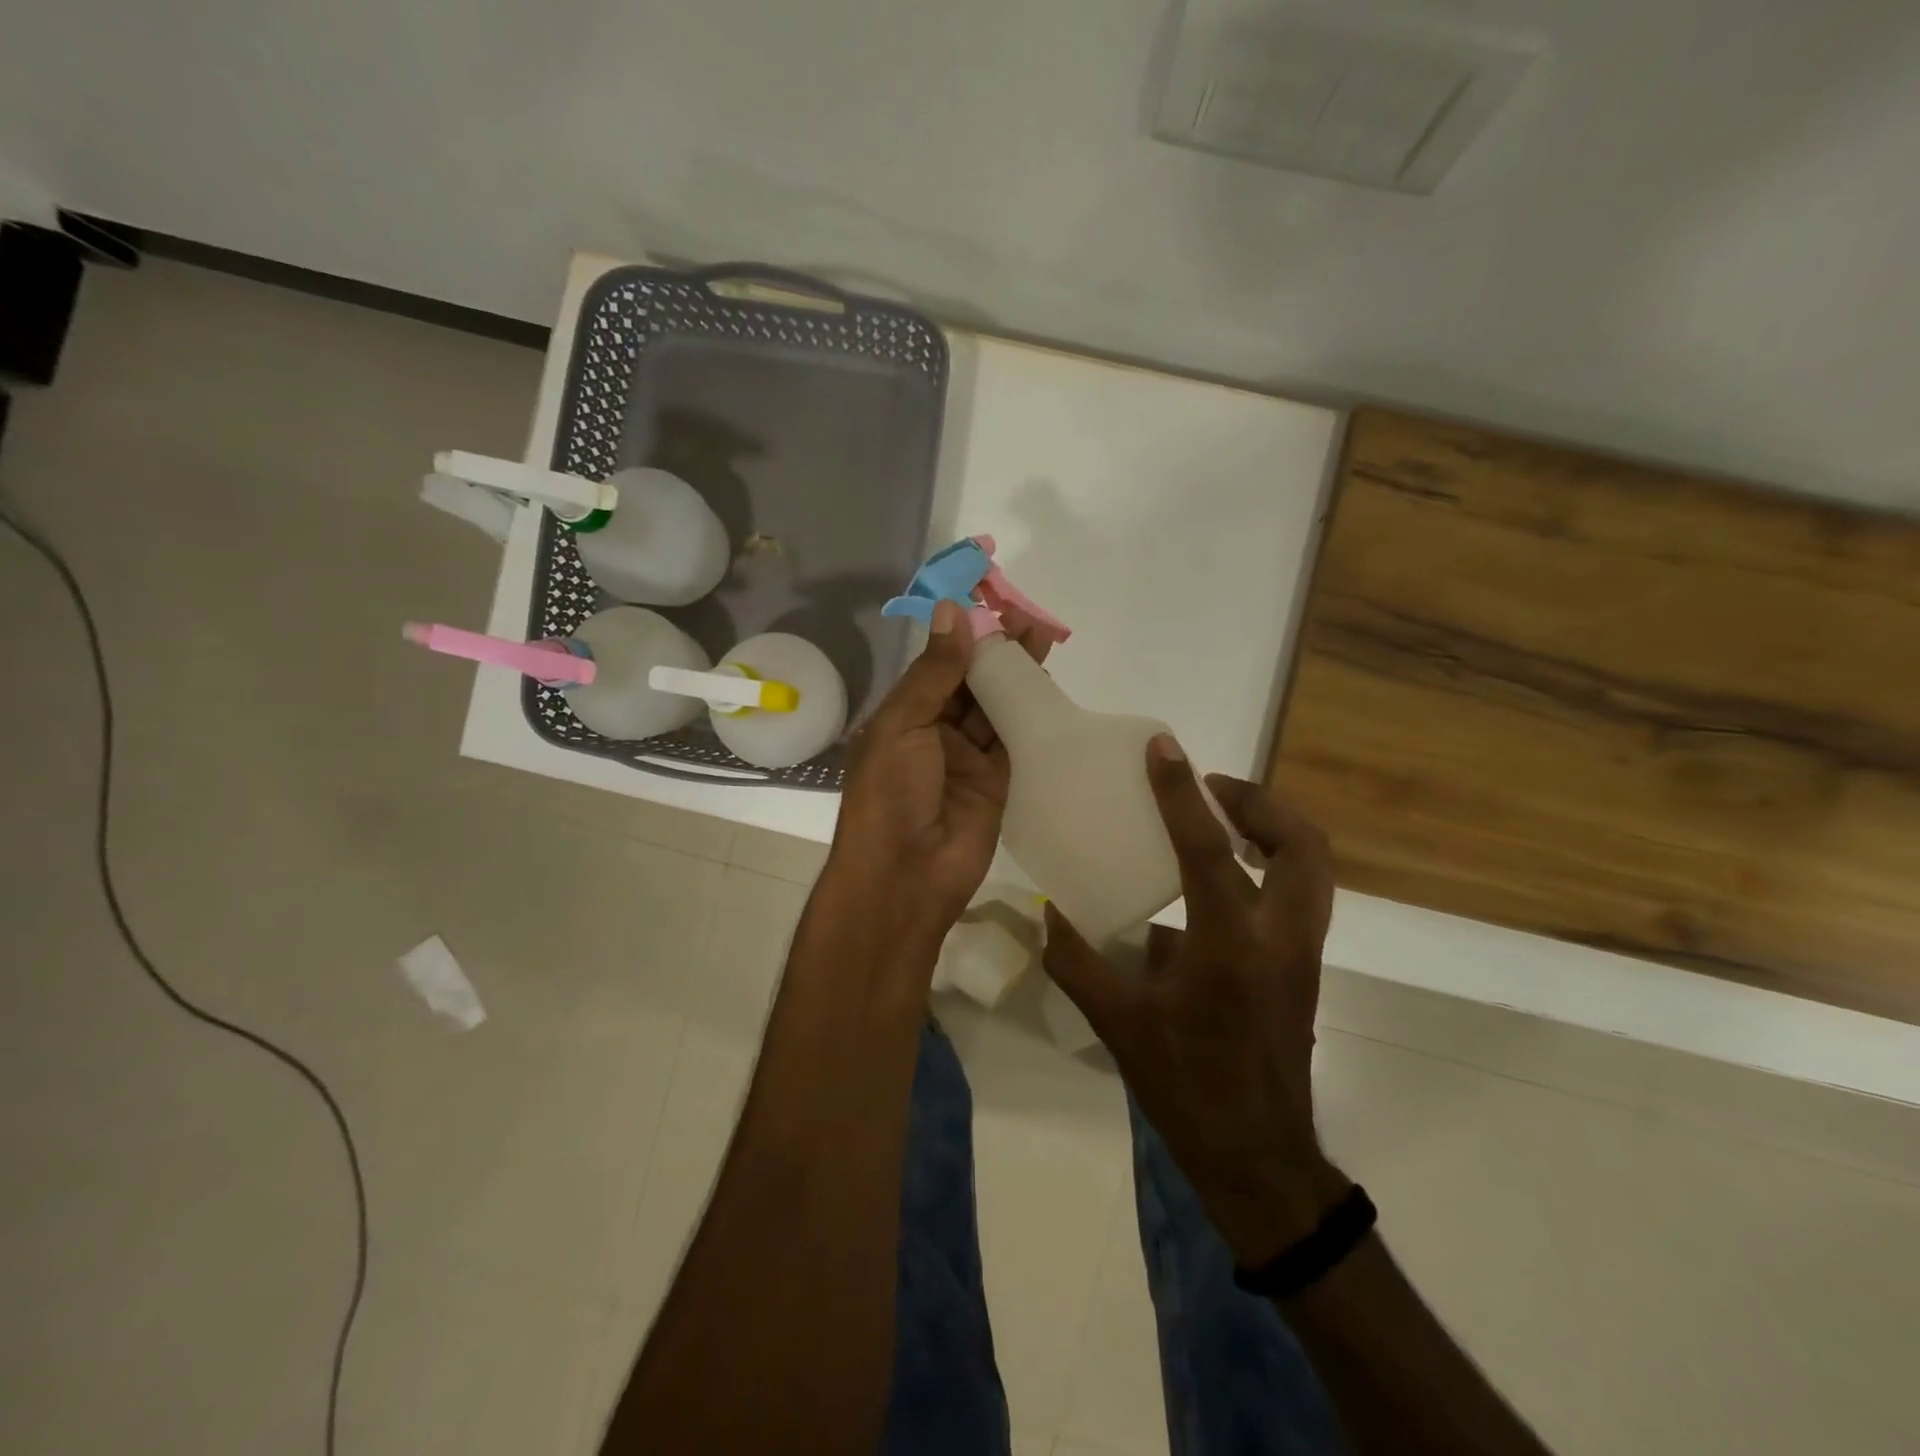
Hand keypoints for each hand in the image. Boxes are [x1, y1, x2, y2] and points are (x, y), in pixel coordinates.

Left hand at [827, 598, 1052, 947]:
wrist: (906, 875)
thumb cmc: (890, 794)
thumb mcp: (902, 725)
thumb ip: (934, 672)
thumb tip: (953, 611)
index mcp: (903, 716)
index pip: (937, 666)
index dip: (963, 637)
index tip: (990, 604)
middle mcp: (935, 733)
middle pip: (970, 684)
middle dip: (996, 652)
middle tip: (1027, 619)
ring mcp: (967, 759)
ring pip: (995, 708)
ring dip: (1016, 678)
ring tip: (1042, 641)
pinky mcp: (997, 782)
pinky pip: (1015, 741)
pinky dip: (1030, 715)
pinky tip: (1047, 686)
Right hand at [1043, 738, 1349, 1265]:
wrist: (1259, 1158)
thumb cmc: (1187, 1087)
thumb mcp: (1118, 1025)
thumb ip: (1077, 963)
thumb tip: (1048, 915)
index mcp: (1228, 944)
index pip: (1206, 848)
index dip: (1180, 791)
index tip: (1163, 749)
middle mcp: (1279, 937)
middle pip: (1302, 844)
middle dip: (1260, 802)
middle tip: (1212, 789)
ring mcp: (1301, 953)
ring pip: (1314, 868)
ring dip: (1274, 830)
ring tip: (1224, 821)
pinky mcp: (1303, 969)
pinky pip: (1299, 896)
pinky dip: (1270, 868)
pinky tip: (1218, 886)